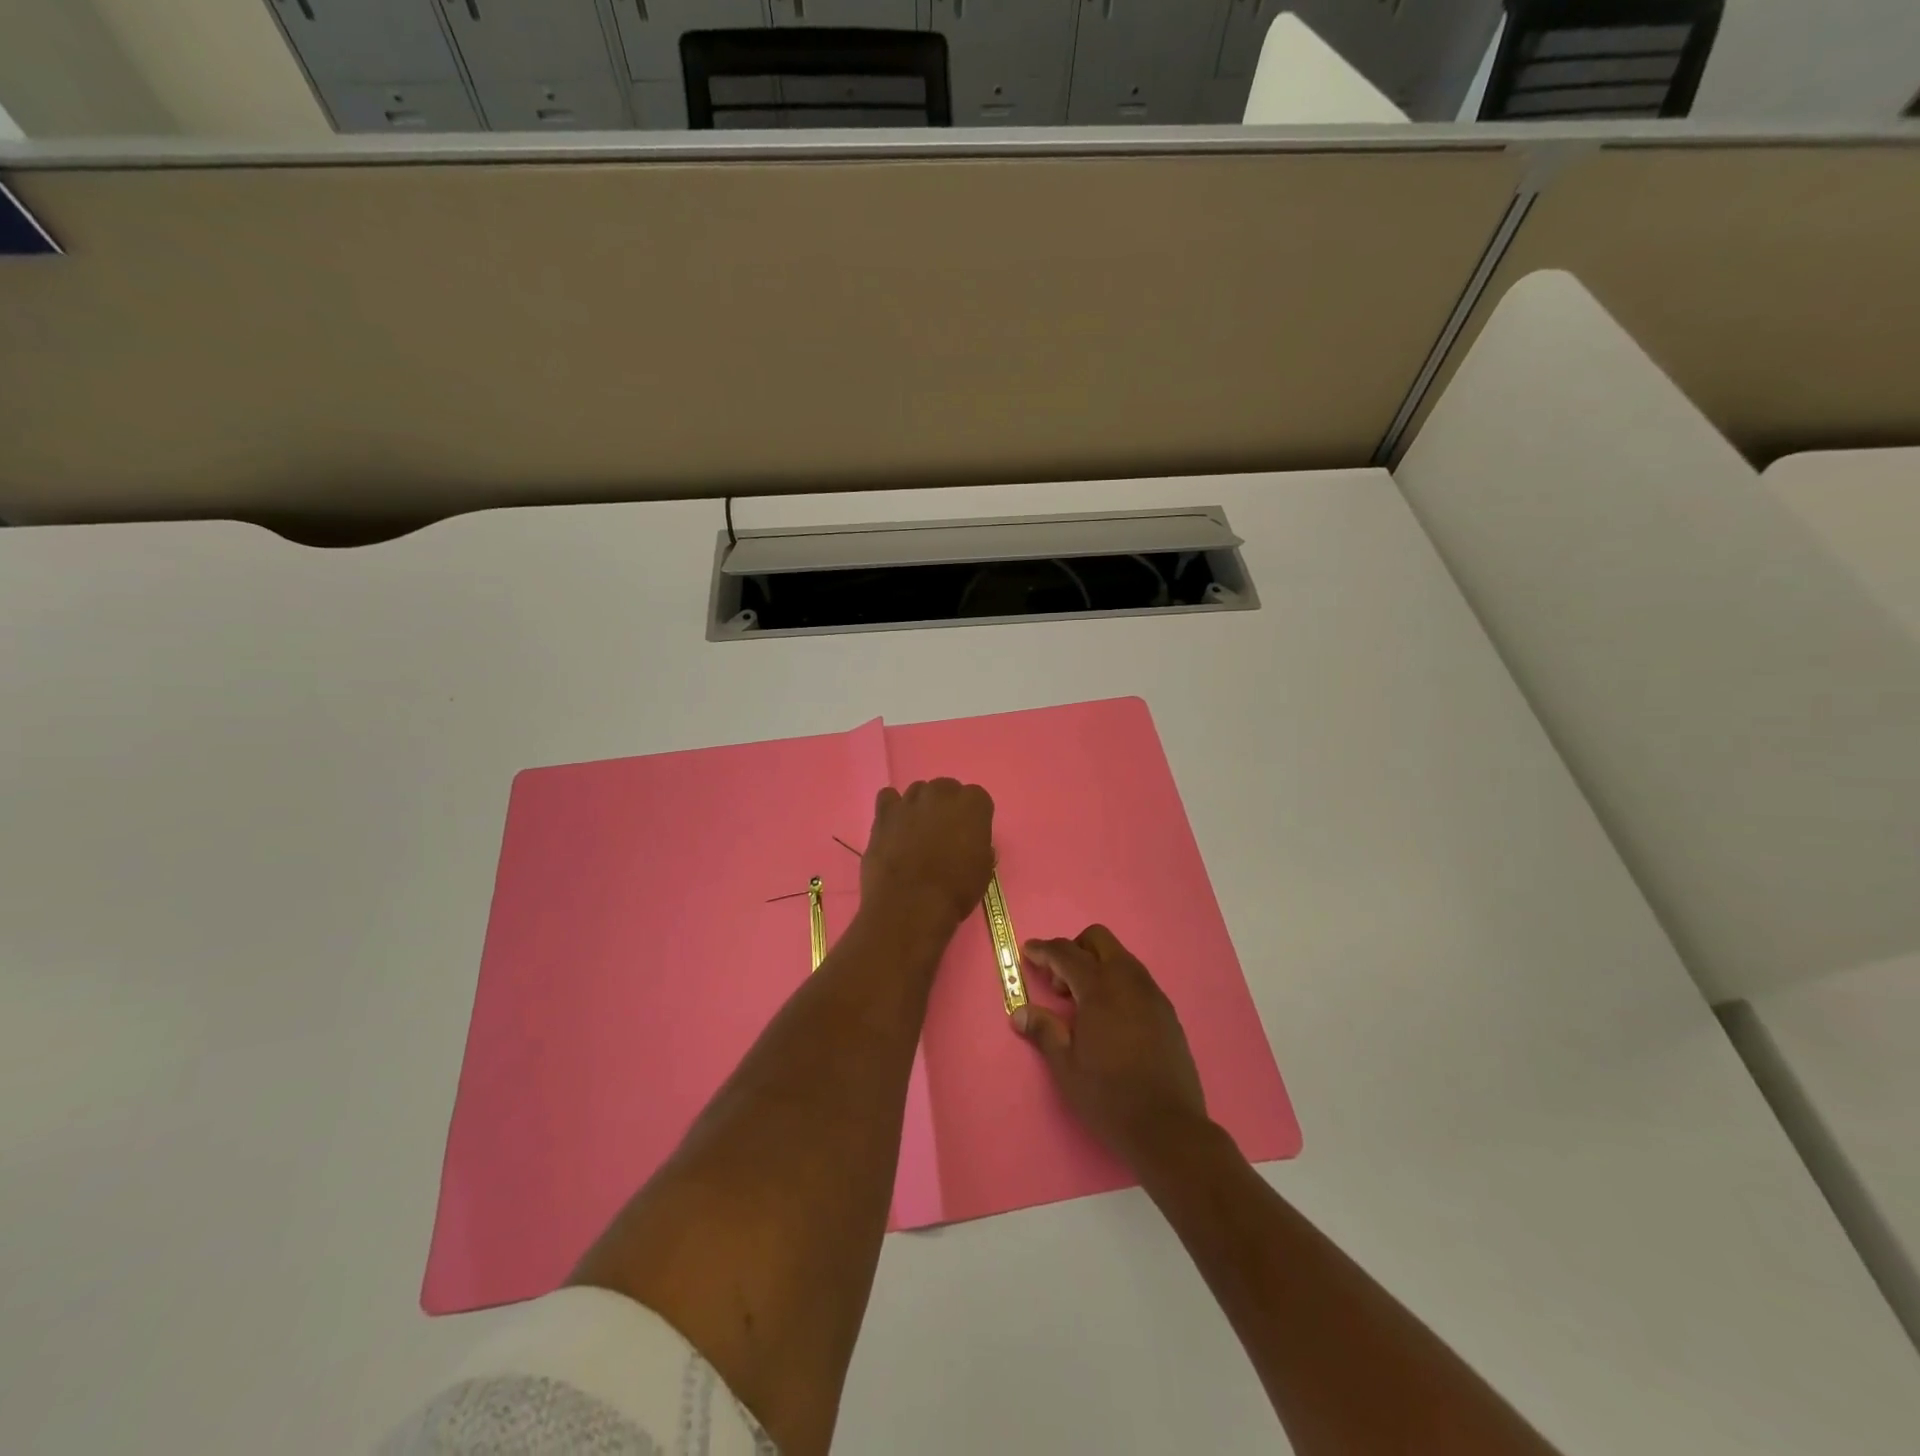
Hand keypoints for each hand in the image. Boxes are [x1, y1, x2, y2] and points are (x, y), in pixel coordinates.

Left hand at [859, 779, 994, 935]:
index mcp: (973, 804)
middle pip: (946, 789)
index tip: (970, 835)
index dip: (973, 817)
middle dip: (946, 806)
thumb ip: (979, 846)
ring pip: (918, 791)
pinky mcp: (884, 812)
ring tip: (916, 832)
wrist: (910, 903)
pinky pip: (888, 797)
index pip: (977, 798)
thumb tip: (971, 843)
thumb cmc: (955, 890)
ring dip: (920, 806)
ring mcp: (910, 800)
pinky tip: (894, 825)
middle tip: (943, 833)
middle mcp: (942, 793)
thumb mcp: (983, 870)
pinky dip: (892, 807)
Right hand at [1014, 925, 1209, 1165]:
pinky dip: (1117, 983)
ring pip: (1121, 958)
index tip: (1028, 952)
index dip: (1044, 950)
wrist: (1168, 1128)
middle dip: (1074, 950)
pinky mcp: (1167, 1012)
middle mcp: (1129, 980)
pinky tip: (1110, 1019)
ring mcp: (1152, 994)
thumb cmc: (1109, 1096)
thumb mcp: (1066, 1066)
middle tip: (1059, 984)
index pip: (1066, 953)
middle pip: (1098, 940)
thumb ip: (1044, 1030)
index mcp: (1101, 988)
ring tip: (1083, 1005)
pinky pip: (1137, 980)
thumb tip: (1020, 1012)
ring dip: (1097, 966)